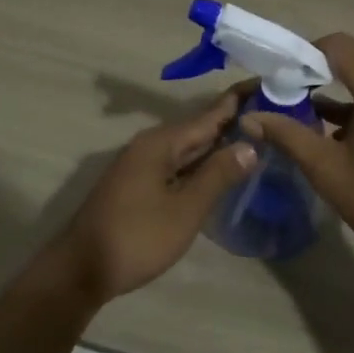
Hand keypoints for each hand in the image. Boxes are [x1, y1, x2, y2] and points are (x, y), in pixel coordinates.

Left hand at [55, 91, 256, 302]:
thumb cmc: (137, 238)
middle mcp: (150, 145)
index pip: (209, 114)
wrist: (81, 270)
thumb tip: (250, 144)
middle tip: (271, 110)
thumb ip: (218, 175)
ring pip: (188, 147)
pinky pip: (178, 163)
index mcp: (161, 143)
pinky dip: (202, 161)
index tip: (266, 82)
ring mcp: (141, 165)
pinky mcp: (138, 185)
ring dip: (218, 142)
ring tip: (255, 134)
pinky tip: (220, 168)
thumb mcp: (185, 209)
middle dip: (233, 119)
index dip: (238, 100)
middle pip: (198, 127)